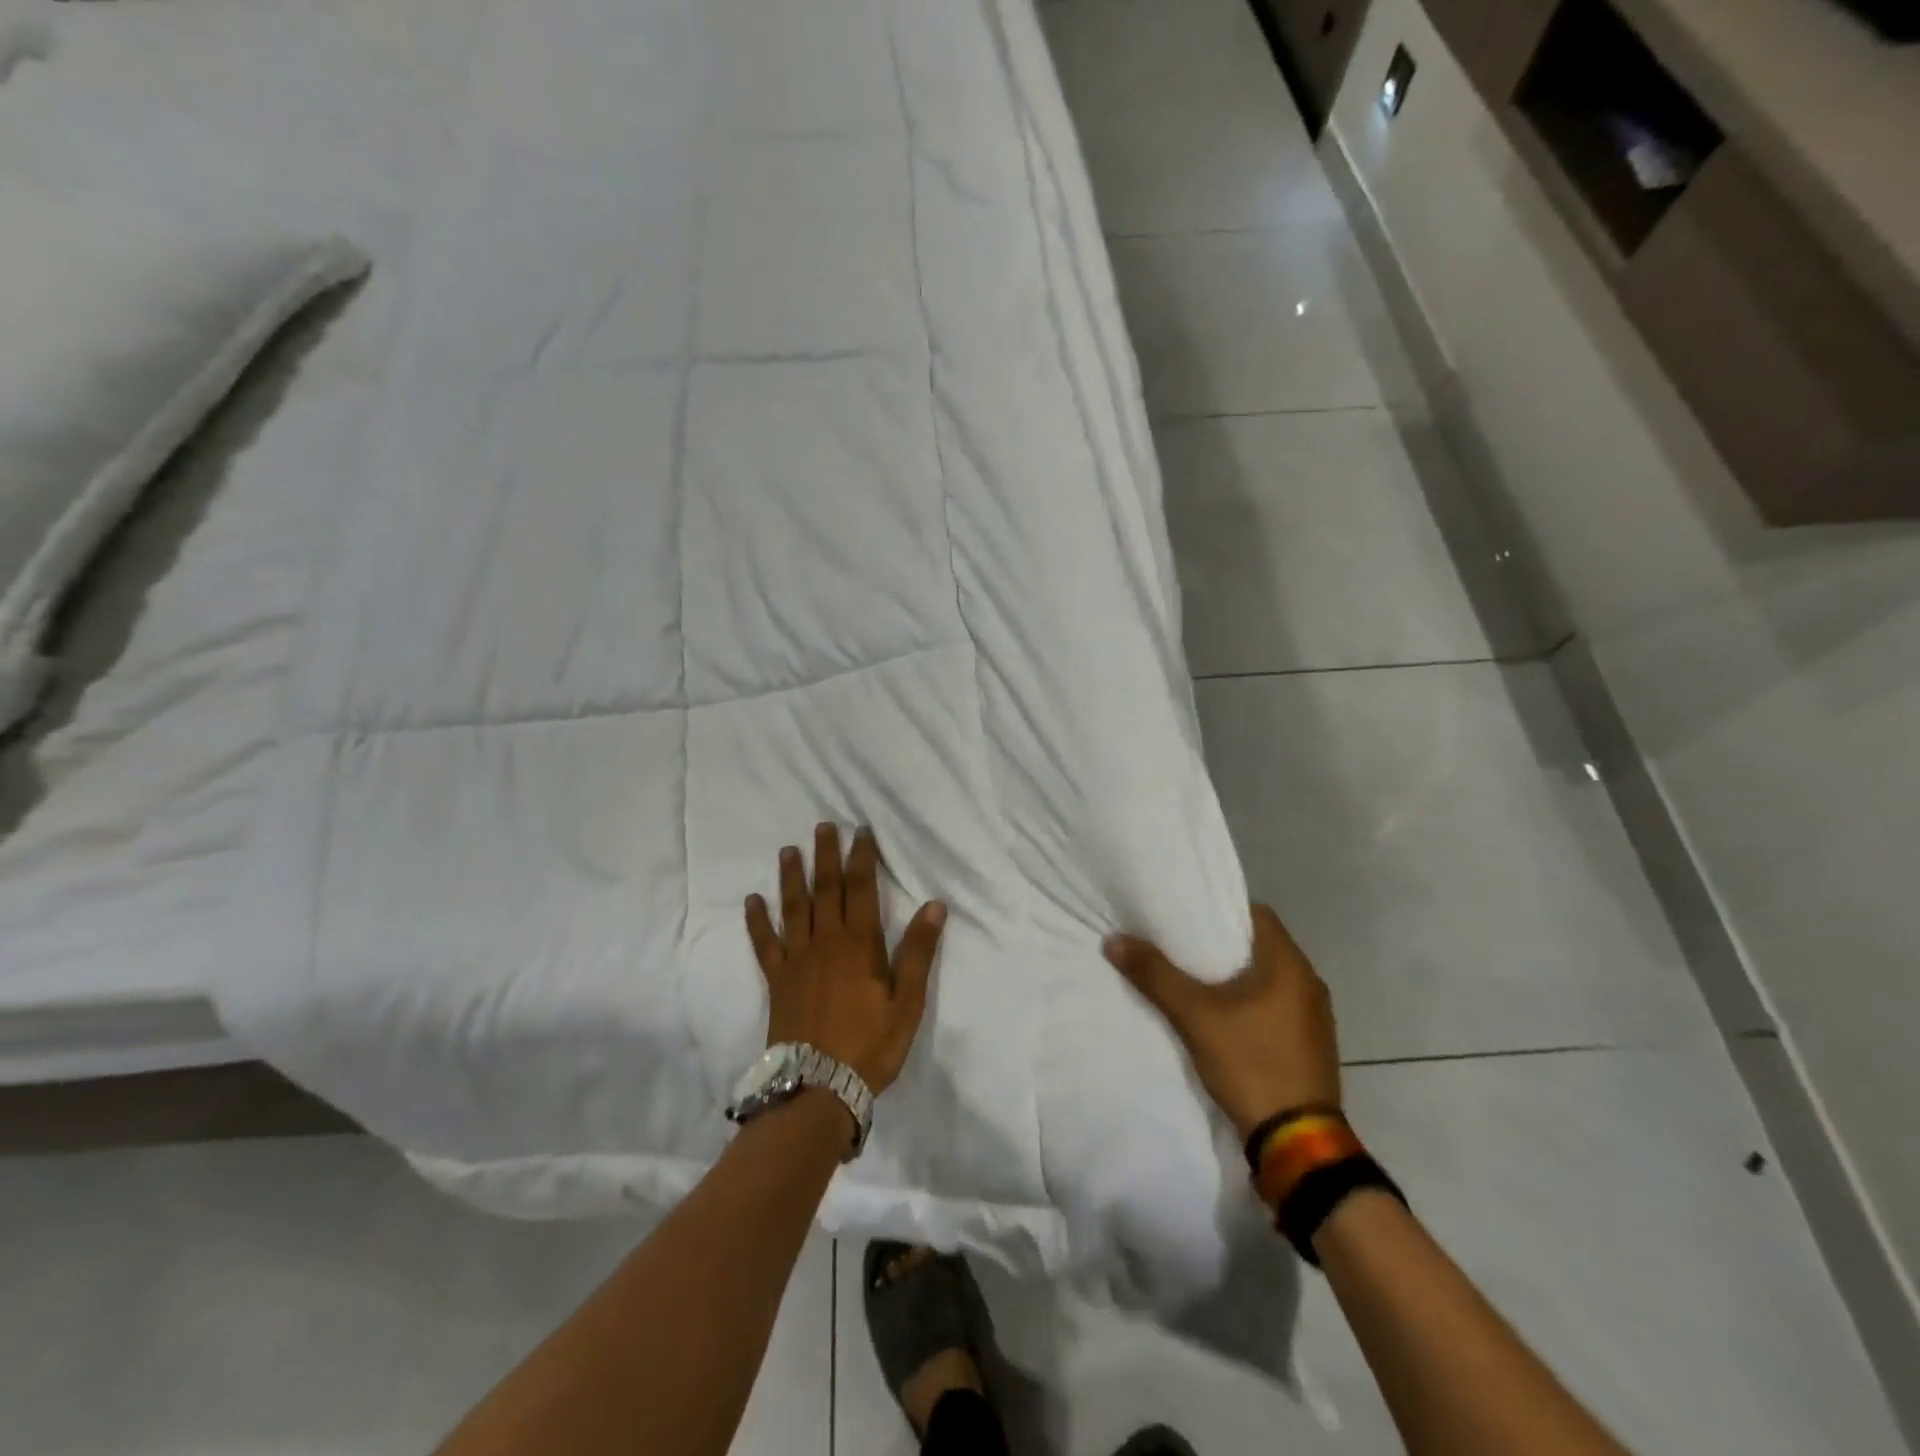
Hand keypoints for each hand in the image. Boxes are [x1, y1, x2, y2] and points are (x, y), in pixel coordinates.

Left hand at [745, 824, 947, 1094]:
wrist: (818, 1088)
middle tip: (823, 826)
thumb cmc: (870, 1045)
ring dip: (792, 877)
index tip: (861, 831)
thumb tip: (934, 904)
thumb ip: (919, 952)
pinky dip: (757, 920)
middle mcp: (826, 942)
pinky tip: (752, 900)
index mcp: (860, 944)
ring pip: (794, 907)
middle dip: (826, 855)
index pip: (861, 888)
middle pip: (825, 889)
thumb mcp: (908, 1002)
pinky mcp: (777, 980)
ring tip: (789, 850)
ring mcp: (797, 959)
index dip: (862, 857)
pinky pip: (765, 943)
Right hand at [1104, 903, 1339, 1139]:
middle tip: (1178, 945)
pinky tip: (1220, 1018)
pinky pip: (1274, 1008)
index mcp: (1290, 965)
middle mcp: (1309, 983)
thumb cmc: (1251, 1064)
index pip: (1256, 914)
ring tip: (1192, 979)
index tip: (1186, 914)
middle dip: (1220, 945)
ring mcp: (1314, 1018)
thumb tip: (1114, 940)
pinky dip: (1248, 1004)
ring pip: (1266, 979)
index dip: (1219, 909)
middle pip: (1259, 946)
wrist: (1297, 1144)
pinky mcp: (1310, 1046)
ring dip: (1234, 977)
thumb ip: (1155, 975)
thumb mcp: (1195, 1016)